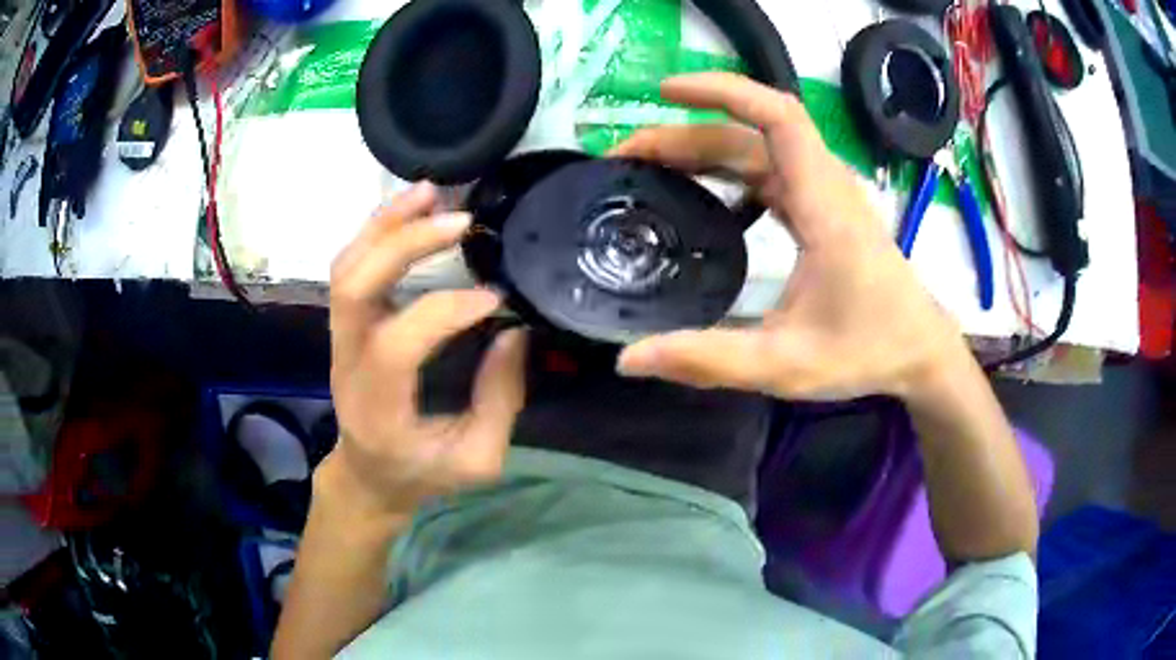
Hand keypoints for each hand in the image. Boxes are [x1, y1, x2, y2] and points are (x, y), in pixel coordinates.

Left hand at [324, 182, 526, 519]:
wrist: (367, 476)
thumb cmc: (421, 474)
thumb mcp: (476, 460)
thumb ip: (499, 400)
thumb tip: (513, 331)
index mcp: (378, 407)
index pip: (399, 342)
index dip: (446, 310)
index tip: (494, 298)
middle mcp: (348, 364)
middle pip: (355, 286)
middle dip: (405, 243)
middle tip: (459, 218)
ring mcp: (340, 340)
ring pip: (346, 267)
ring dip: (386, 224)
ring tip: (430, 192)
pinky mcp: (346, 326)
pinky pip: (351, 267)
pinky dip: (379, 232)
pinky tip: (411, 212)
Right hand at [613, 73, 966, 400]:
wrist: (919, 351)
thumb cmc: (868, 351)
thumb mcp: (787, 364)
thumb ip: (710, 361)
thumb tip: (630, 358)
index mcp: (824, 205)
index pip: (777, 116)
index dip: (721, 91)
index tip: (665, 91)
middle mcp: (824, 185)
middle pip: (750, 134)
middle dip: (684, 134)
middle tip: (624, 159)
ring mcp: (823, 194)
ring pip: (755, 149)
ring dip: (700, 149)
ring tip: (646, 167)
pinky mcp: (820, 208)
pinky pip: (766, 171)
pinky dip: (724, 170)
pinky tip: (695, 192)